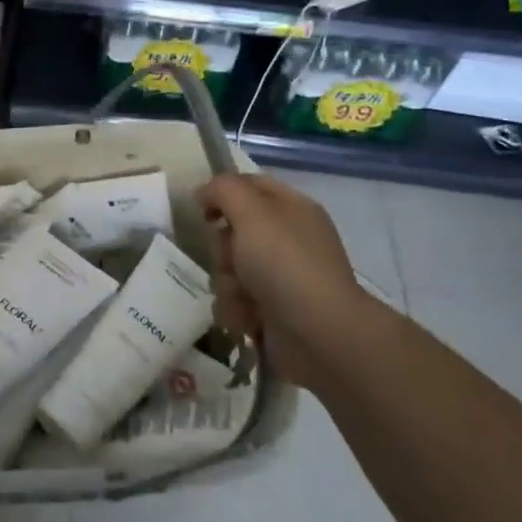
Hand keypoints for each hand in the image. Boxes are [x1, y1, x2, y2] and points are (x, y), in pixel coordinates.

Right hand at [197, 173, 393, 391]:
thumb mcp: (252, 212)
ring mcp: (281, 278)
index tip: (203, 211)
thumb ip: (223, 190)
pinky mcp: (272, 312)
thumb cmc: (285, 264)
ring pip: (229, 269)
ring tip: (244, 298)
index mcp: (292, 209)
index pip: (251, 185)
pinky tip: (249, 319)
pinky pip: (235, 302)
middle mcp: (288, 240)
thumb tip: (205, 193)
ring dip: (227, 284)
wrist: (319, 335)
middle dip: (223, 249)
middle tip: (233, 260)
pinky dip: (237, 311)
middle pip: (233, 231)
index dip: (223, 193)